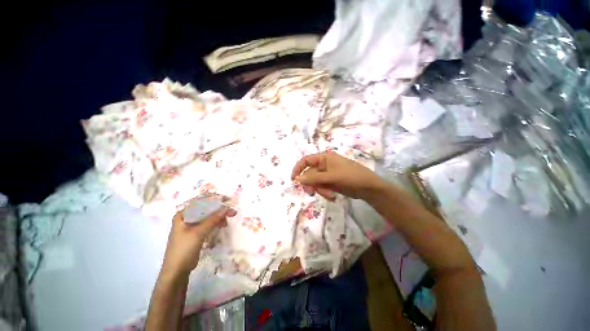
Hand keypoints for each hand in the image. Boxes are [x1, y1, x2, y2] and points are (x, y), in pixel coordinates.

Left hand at [161, 202, 236, 277]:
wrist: (176, 271)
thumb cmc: (184, 249)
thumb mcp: (199, 233)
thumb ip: (213, 219)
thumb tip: (227, 208)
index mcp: (183, 215)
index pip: (200, 202)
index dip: (214, 200)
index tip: (227, 200)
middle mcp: (186, 218)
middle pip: (205, 209)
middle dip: (219, 210)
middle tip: (231, 212)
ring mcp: (191, 226)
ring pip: (208, 217)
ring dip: (218, 217)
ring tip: (227, 222)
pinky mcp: (195, 233)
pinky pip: (207, 224)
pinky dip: (215, 223)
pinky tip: (222, 225)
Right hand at [291, 151, 383, 200]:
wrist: (368, 188)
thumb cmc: (351, 176)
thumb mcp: (331, 177)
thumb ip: (313, 178)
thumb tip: (297, 179)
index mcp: (324, 158)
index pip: (306, 160)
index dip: (298, 169)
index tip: (294, 180)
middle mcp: (324, 165)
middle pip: (310, 174)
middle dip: (312, 184)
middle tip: (312, 192)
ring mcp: (327, 174)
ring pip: (315, 182)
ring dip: (320, 190)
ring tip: (329, 195)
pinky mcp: (331, 183)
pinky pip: (322, 187)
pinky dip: (325, 192)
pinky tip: (332, 197)